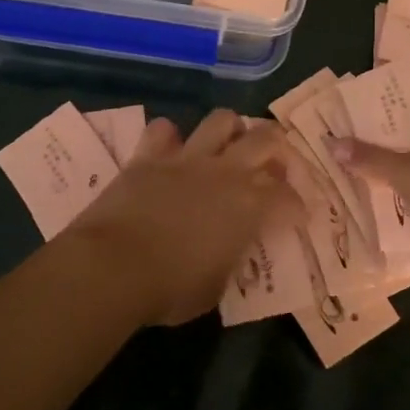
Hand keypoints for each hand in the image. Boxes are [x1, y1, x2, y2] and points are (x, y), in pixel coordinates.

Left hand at [66, 109, 303, 326]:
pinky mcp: (149, 156)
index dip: (297, 207)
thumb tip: (227, 250)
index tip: (297, 217)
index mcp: (250, 206)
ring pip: (221, 120)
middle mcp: (226, 172)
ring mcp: (187, 159)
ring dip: (231, 129)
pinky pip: (163, 129)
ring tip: (229, 145)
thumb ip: (229, 259)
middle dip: (277, 148)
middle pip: (266, 139)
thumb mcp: (215, 287)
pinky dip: (170, 137)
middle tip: (273, 164)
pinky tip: (171, 150)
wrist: (112, 267)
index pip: (288, 198)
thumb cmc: (170, 289)